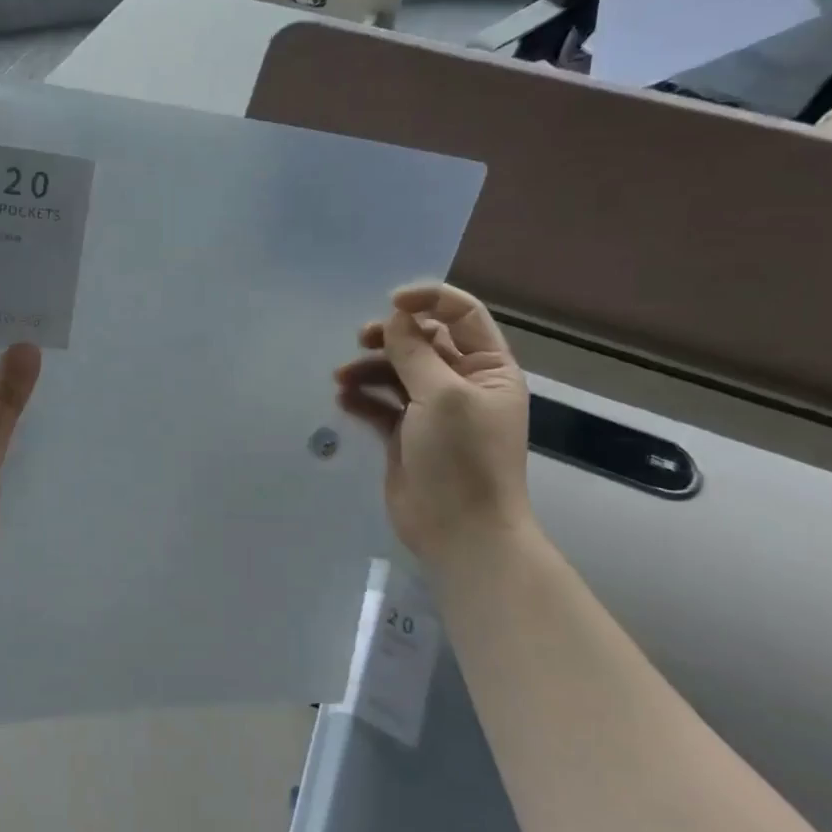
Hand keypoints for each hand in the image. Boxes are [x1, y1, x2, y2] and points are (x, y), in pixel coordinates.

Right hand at [334, 283, 532, 566]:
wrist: (460, 531)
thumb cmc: (462, 458)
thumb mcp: (442, 396)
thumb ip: (415, 352)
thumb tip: (395, 318)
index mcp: (488, 367)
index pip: (461, 314)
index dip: (428, 300)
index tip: (391, 303)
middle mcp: (462, 382)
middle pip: (423, 341)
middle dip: (391, 336)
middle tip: (361, 339)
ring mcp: (433, 410)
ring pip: (397, 371)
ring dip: (369, 368)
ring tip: (342, 378)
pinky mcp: (406, 435)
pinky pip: (381, 404)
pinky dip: (363, 397)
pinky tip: (344, 399)